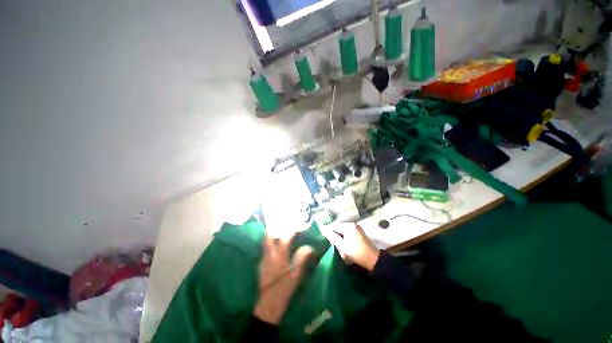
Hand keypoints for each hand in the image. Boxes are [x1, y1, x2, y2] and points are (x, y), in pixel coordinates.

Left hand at [254, 232, 312, 324]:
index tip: (297, 227)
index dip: (291, 230)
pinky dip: (271, 243)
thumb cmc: (284, 289)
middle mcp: (269, 254)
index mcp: (279, 256)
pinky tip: (276, 247)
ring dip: (273, 234)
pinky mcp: (261, 264)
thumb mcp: (296, 275)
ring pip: (266, 241)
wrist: (268, 304)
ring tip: (280, 232)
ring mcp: (263, 259)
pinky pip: (265, 249)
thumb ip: (302, 258)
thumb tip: (309, 247)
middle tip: (284, 226)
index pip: (285, 237)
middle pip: (269, 235)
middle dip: (276, 228)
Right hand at [321, 223, 379, 271]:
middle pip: (339, 228)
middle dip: (335, 236)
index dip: (329, 233)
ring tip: (340, 247)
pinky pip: (348, 233)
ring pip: (343, 231)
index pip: (334, 226)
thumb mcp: (342, 245)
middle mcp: (353, 224)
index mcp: (348, 226)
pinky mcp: (359, 232)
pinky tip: (346, 246)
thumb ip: (331, 236)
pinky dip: (345, 238)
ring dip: (340, 238)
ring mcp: (357, 228)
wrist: (373, 260)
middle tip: (334, 245)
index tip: (327, 241)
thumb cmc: (356, 253)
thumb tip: (322, 228)